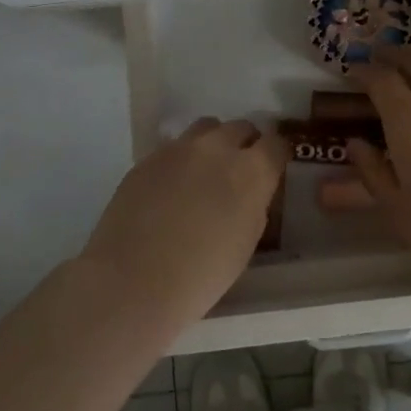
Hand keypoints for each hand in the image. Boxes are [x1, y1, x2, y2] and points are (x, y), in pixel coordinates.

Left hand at [78, 117, 287, 324]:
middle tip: (240, 170)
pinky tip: (174, 186)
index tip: (273, 168)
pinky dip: (183, 159)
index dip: (277, 155)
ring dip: (214, 143)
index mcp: (250, 172)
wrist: (132, 282)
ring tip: (207, 170)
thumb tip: (251, 191)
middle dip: (246, 144)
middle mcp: (217, 149)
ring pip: (206, 128)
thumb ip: (254, 204)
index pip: (276, 144)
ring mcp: (178, 149)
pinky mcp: (148, 158)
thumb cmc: (201, 276)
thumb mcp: (246, 242)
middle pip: (240, 127)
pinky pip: (174, 147)